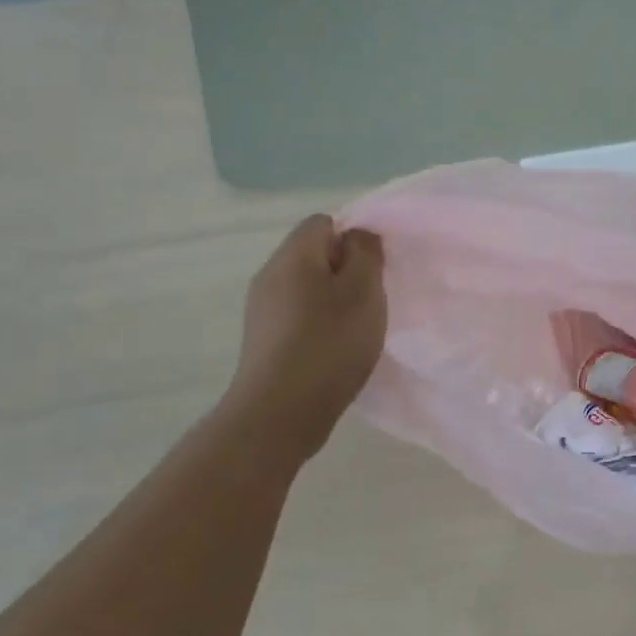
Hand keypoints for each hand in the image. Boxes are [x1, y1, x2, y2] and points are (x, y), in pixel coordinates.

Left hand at [222, 215, 385, 461]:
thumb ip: (365, 254)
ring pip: (306, 288)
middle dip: (346, 272)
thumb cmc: (329, 344)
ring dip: (333, 301)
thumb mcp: (363, 291)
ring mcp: (262, 310)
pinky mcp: (263, 341)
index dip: (353, 240)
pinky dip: (319, 325)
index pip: (324, 222)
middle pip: (313, 255)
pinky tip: (334, 351)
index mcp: (292, 255)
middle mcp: (270, 275)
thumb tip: (357, 236)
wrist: (280, 413)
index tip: (373, 272)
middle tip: (370, 302)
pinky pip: (297, 316)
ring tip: (355, 330)